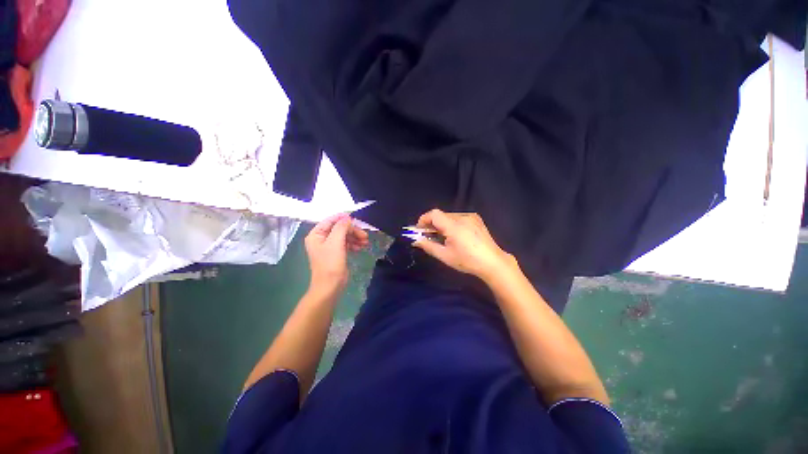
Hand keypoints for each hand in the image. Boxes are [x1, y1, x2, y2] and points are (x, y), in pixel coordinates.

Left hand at [305, 213, 368, 293]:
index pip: (330, 221)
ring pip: (344, 236)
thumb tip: (347, 218)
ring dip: (355, 237)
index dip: (342, 218)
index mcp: (316, 235)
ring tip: (365, 242)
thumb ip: (341, 227)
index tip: (356, 219)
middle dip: (352, 230)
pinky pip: (346, 244)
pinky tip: (361, 247)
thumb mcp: (336, 242)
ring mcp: (329, 246)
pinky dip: (354, 244)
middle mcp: (322, 239)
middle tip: (365, 235)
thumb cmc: (330, 263)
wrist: (330, 286)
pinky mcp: (337, 253)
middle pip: (339, 228)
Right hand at [412, 209, 516, 282]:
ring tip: (442, 237)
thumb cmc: (467, 261)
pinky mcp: (476, 219)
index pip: (434, 214)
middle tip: (429, 236)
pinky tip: (455, 235)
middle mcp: (462, 217)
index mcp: (454, 226)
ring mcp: (471, 217)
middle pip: (441, 215)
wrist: (492, 262)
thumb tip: (416, 241)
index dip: (424, 219)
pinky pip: (458, 217)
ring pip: (449, 216)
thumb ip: (428, 246)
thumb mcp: (445, 256)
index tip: (419, 230)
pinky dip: (451, 223)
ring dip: (442, 224)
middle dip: (432, 223)